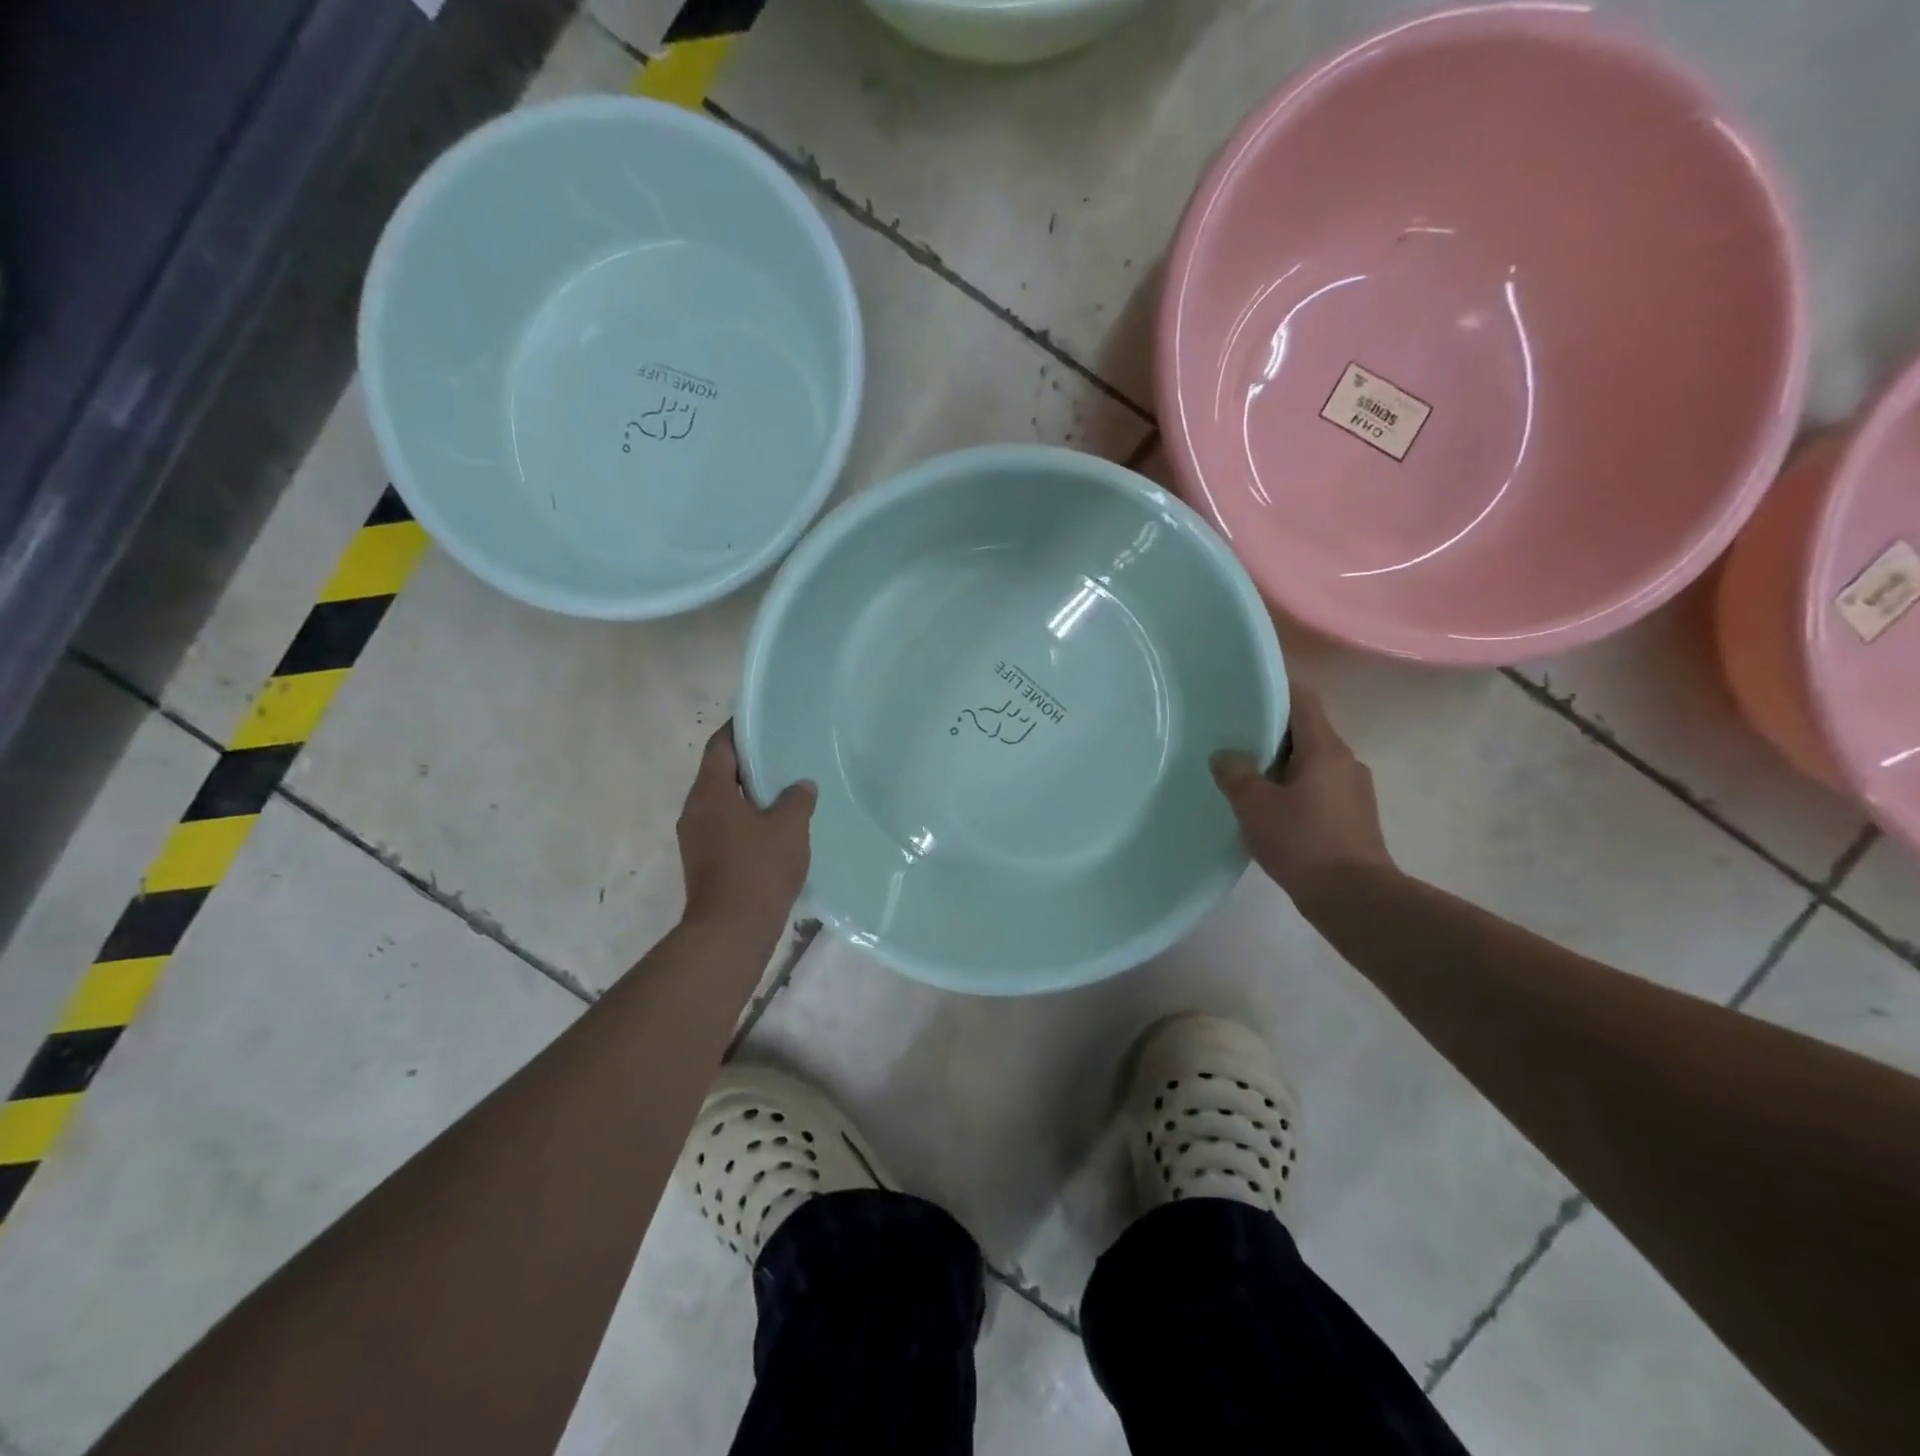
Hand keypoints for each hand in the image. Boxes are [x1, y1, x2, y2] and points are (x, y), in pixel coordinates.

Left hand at [677, 723, 815, 927]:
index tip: (762, 721)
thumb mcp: (788, 827)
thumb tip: (801, 785)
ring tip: (783, 790)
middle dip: (748, 763)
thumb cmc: (758, 869)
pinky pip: (724, 827)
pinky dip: (745, 820)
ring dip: (748, 795)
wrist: (731, 930)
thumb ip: (796, 800)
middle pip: (719, 774)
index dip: (738, 730)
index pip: (719, 747)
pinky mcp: (703, 862)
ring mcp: (695, 838)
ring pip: (722, 803)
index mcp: (710, 792)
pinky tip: (774, 827)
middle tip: (781, 755)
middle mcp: (695, 810)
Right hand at [1211, 684, 1394, 900]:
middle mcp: (1346, 761)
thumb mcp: (1255, 806)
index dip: (1277, 689)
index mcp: (1325, 749)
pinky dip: (1293, 789)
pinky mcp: (1353, 817)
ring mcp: (1354, 791)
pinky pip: (1318, 789)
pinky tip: (1270, 810)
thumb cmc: (1303, 842)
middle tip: (1235, 736)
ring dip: (1281, 764)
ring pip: (1311, 763)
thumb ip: (1235, 774)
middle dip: (1271, 732)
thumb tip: (1225, 755)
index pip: (1303, 701)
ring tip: (1247, 776)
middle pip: (1306, 732)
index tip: (1247, 688)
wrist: (1354, 898)